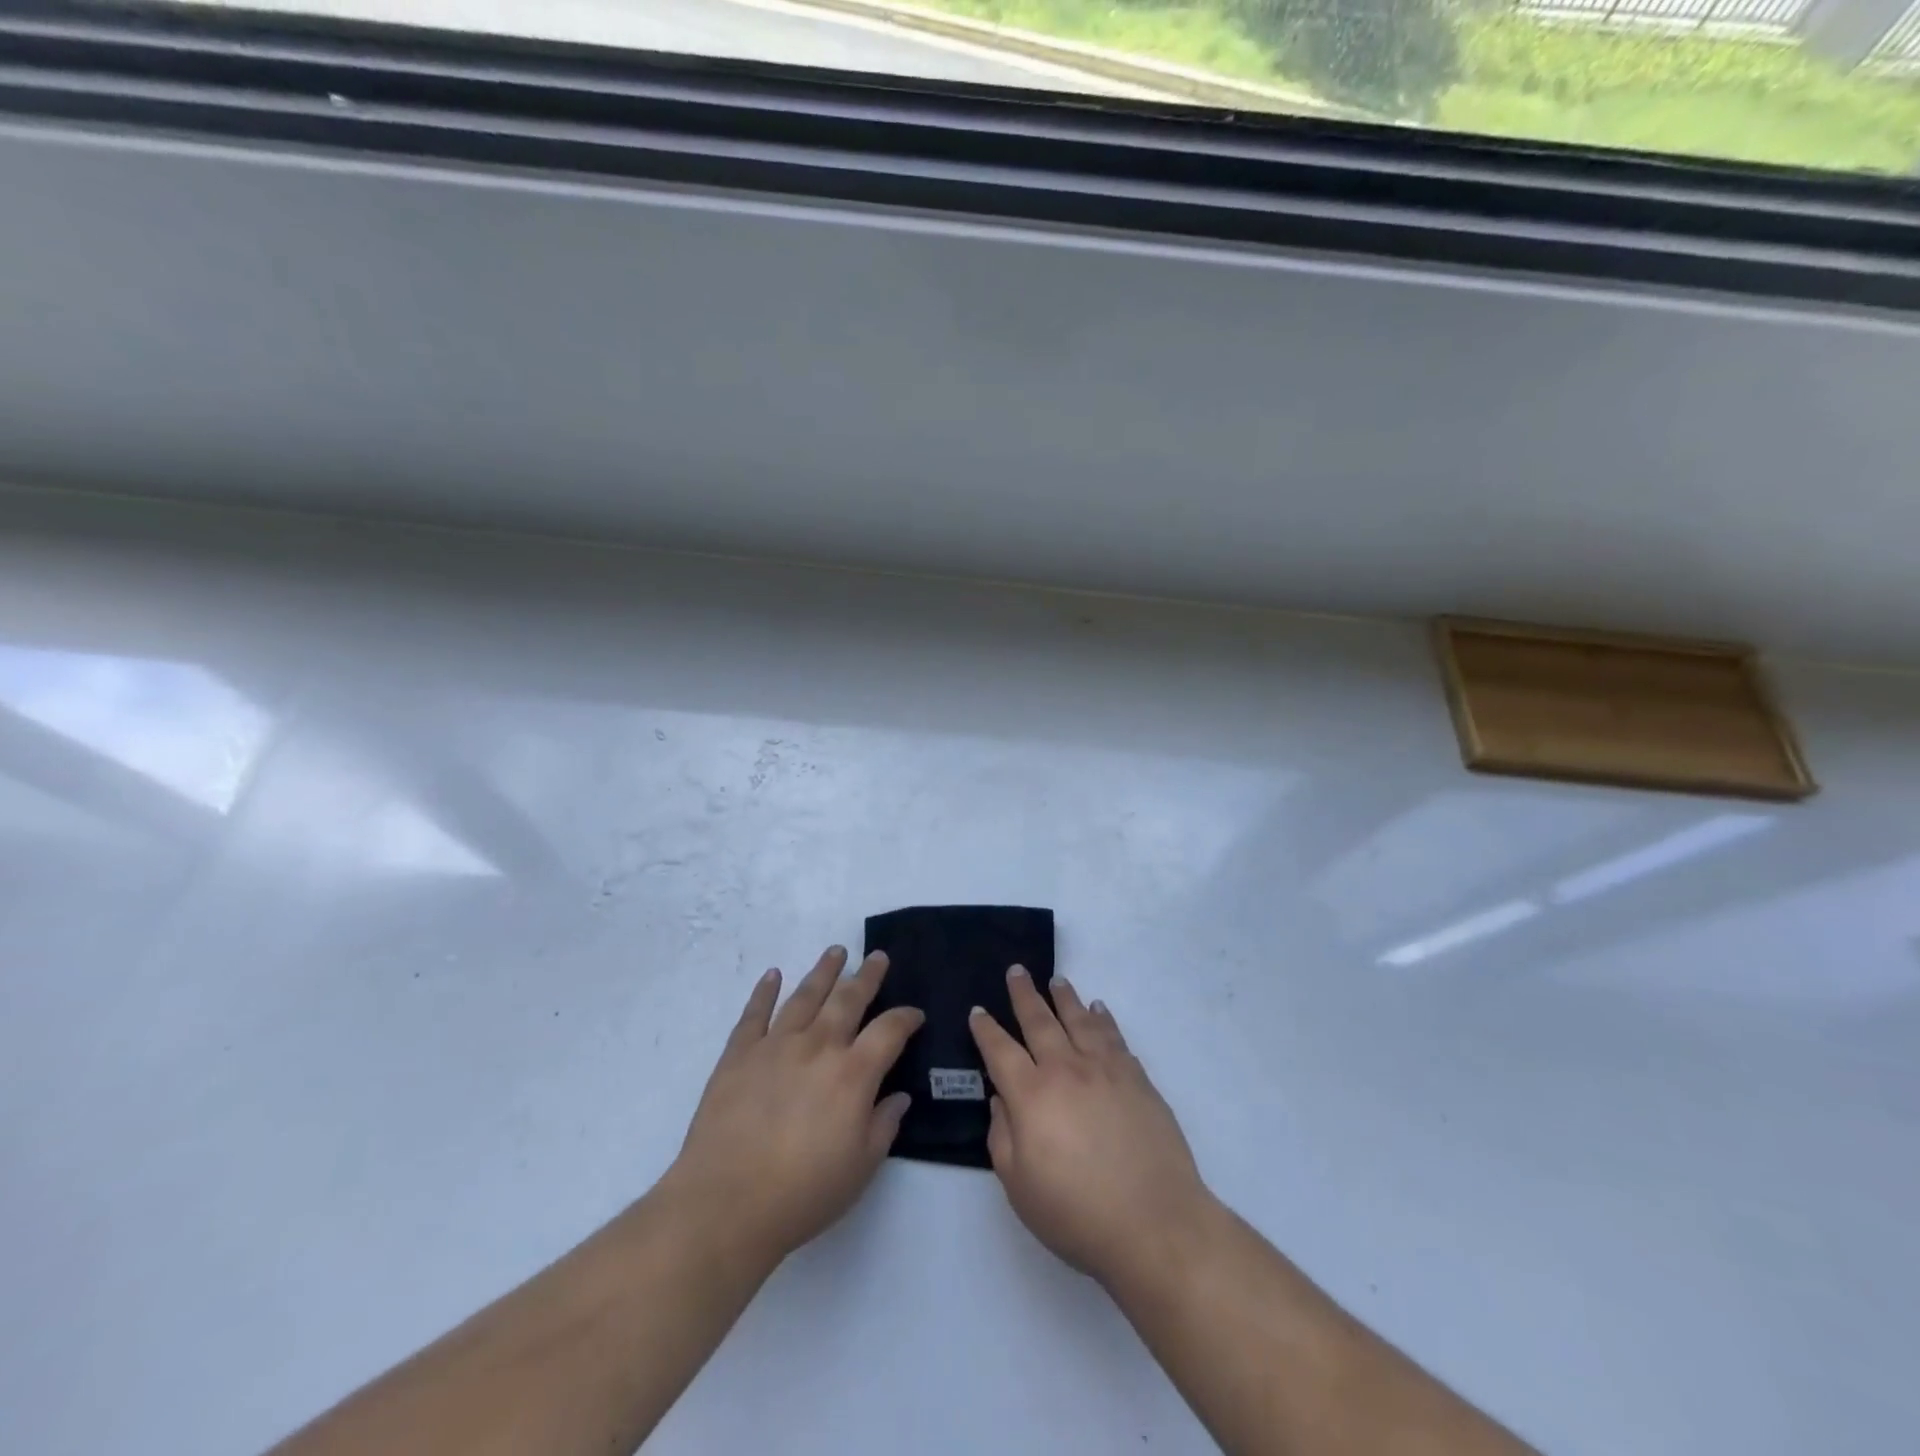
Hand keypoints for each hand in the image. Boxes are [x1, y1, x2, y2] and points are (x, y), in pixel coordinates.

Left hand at [664, 947, 923, 1269]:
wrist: (726, 1204)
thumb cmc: (802, 1193)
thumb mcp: (861, 1167)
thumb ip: (884, 1125)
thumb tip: (899, 1096)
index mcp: (853, 1073)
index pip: (889, 1030)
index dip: (906, 1017)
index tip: (915, 1013)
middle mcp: (818, 1046)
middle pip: (848, 999)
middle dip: (867, 976)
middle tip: (878, 956)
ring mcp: (776, 1045)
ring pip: (805, 995)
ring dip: (823, 971)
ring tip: (836, 952)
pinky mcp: (739, 1054)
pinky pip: (755, 1013)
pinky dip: (764, 991)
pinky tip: (773, 975)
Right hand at [970, 968, 1212, 1290]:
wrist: (1155, 1223)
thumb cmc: (1077, 1214)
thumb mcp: (1019, 1186)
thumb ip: (1002, 1137)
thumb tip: (1001, 1099)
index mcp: (1031, 1095)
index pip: (1000, 1051)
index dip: (986, 1030)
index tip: (978, 1011)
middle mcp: (1066, 1070)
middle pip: (1040, 1021)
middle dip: (1024, 994)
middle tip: (1017, 971)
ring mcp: (1105, 1070)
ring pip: (1079, 1020)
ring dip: (1065, 997)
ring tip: (1057, 980)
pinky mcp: (1137, 1078)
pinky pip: (1114, 1036)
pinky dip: (1103, 1018)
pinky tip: (1098, 1010)